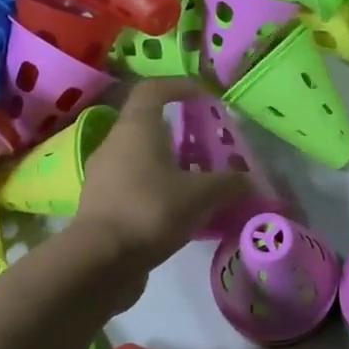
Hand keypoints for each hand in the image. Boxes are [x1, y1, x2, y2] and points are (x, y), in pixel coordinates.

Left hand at [72, 79, 249, 280]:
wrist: (100, 261)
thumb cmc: (150, 211)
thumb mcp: (200, 196)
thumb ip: (228, 184)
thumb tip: (248, 181)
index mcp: (135, 129)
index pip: (153, 90)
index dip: (180, 86)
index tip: (204, 97)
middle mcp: (114, 146)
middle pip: (149, 128)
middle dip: (182, 136)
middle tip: (209, 150)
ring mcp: (104, 177)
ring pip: (143, 161)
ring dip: (171, 168)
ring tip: (200, 186)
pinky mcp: (102, 207)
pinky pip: (136, 189)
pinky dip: (159, 194)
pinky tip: (181, 215)